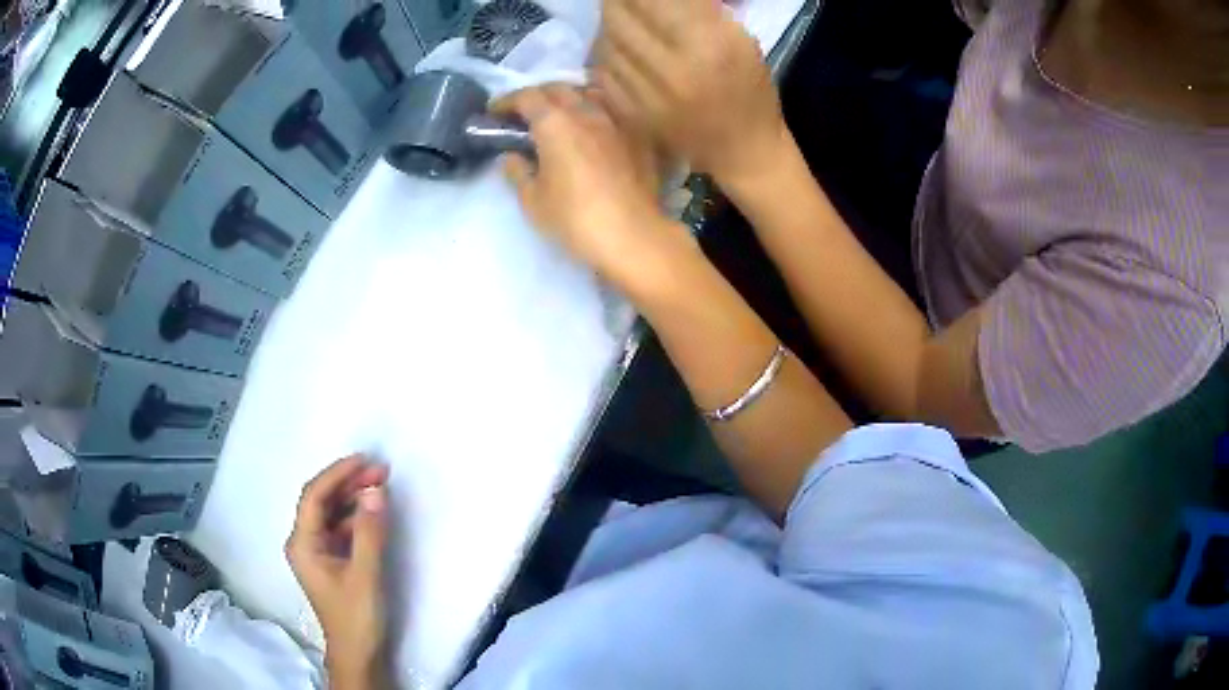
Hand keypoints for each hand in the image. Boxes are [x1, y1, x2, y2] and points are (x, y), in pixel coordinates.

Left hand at [286, 455, 389, 688]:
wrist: (358, 654)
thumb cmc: (356, 617)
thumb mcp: (366, 574)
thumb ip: (370, 532)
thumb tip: (376, 490)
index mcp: (302, 543)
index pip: (314, 496)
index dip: (337, 474)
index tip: (365, 460)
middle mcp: (304, 542)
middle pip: (322, 501)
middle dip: (349, 483)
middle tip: (381, 470)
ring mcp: (317, 551)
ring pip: (333, 513)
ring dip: (355, 498)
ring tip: (381, 485)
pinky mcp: (332, 560)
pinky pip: (341, 528)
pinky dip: (358, 517)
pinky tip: (375, 513)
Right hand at [493, 84, 696, 295]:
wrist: (632, 235)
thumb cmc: (574, 219)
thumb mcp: (533, 201)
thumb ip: (518, 172)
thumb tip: (512, 157)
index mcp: (555, 123)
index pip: (527, 97)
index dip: (506, 102)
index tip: (494, 113)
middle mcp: (587, 113)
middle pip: (559, 90)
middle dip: (537, 96)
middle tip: (524, 114)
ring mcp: (616, 123)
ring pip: (589, 96)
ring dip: (569, 99)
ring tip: (560, 116)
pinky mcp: (637, 138)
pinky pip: (612, 113)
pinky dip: (594, 114)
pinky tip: (591, 131)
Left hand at [593, 0, 787, 185]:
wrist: (741, 150)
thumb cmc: (749, 90)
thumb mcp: (739, 40)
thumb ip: (698, 11)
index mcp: (709, 46)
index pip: (652, 1)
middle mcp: (673, 68)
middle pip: (620, 18)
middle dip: (617, 1)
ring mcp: (647, 94)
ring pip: (607, 42)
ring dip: (609, 25)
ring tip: (621, 18)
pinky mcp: (631, 113)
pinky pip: (604, 70)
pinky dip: (607, 53)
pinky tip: (620, 48)